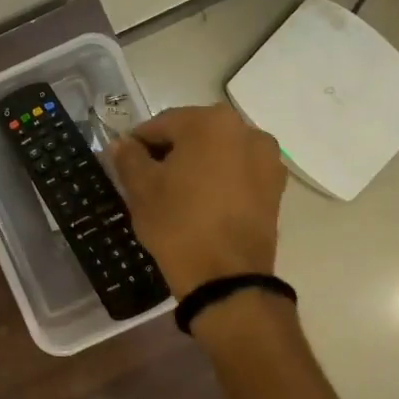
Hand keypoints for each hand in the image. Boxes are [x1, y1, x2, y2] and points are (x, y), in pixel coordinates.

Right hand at [110, 105, 285, 294]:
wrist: (226, 277)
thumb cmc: (178, 224)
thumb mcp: (141, 190)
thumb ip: (128, 158)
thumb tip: (121, 144)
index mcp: (210, 122)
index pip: (161, 124)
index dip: (138, 144)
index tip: (125, 166)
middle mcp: (246, 130)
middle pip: (194, 134)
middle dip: (170, 153)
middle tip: (149, 183)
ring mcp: (267, 159)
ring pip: (218, 154)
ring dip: (196, 166)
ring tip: (178, 196)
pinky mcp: (276, 188)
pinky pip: (238, 174)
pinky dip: (219, 182)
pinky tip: (203, 206)